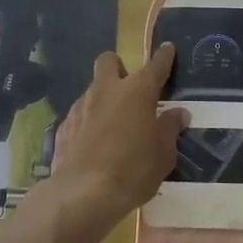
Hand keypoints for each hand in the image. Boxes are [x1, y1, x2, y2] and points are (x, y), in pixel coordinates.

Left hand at [43, 46, 187, 236]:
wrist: (83, 193)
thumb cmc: (133, 170)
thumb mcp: (163, 154)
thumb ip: (170, 129)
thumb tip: (178, 113)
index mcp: (137, 91)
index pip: (155, 65)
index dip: (163, 57)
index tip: (167, 48)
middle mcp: (107, 90)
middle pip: (108, 61)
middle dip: (118, 67)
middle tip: (128, 88)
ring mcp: (81, 106)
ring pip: (93, 89)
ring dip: (103, 99)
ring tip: (112, 126)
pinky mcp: (64, 126)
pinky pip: (79, 115)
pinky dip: (88, 122)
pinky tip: (93, 144)